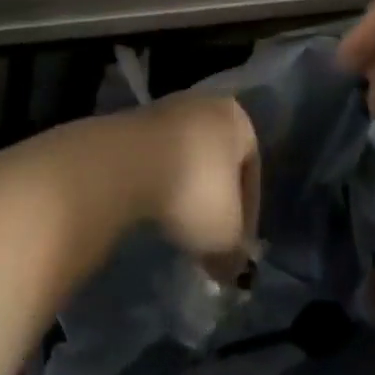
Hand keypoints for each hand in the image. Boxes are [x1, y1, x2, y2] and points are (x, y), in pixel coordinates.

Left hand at [114, 95, 260, 270]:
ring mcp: (164, 110)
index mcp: (237, 119)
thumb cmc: (192, 191)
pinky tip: (150, 211)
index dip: (247, 217)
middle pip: (216, 163)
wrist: (122, 165)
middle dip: (213, 203)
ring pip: (184, 160)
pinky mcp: (130, 122)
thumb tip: (230, 269)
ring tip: (176, 228)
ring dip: (183, 193)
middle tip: (207, 240)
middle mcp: (204, 105)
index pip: (252, 172)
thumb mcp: (226, 236)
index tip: (235, 249)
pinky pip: (154, 160)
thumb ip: (235, 253)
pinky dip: (156, 185)